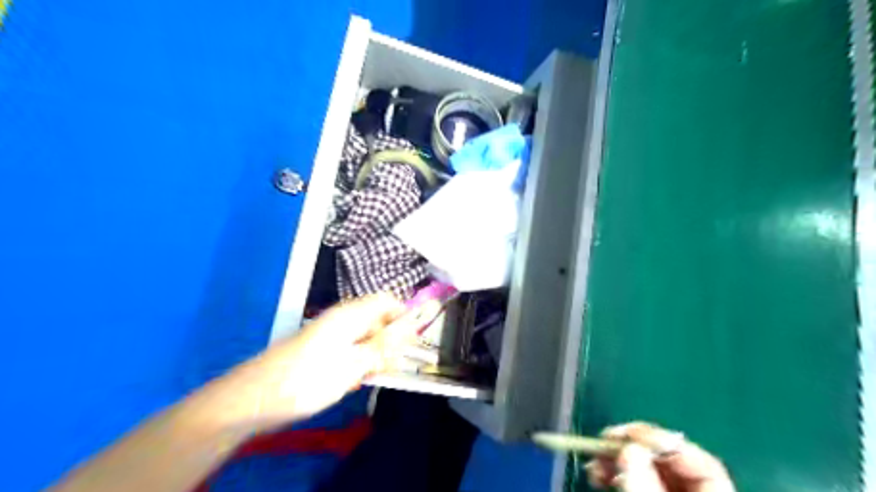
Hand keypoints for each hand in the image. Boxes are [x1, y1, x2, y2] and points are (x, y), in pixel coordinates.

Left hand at [211, 294, 442, 431]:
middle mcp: (342, 318)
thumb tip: (412, 330)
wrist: (254, 399)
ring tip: (367, 377)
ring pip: (365, 337)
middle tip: (387, 367)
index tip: (411, 342)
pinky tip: (350, 380)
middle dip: (389, 341)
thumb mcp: (353, 364)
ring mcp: (330, 333)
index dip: (404, 317)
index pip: (388, 301)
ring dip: (373, 355)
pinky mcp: (322, 349)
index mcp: (350, 314)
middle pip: (378, 319)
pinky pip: (351, 349)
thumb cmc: (307, 378)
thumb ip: (384, 346)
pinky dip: (357, 363)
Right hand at [584, 422, 733, 491]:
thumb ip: (645, 485)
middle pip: (670, 462)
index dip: (665, 443)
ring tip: (593, 460)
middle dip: (633, 447)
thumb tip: (629, 445)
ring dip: (619, 459)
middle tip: (603, 441)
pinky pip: (637, 480)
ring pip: (649, 470)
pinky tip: (598, 472)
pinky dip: (617, 473)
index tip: (628, 434)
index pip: (700, 461)